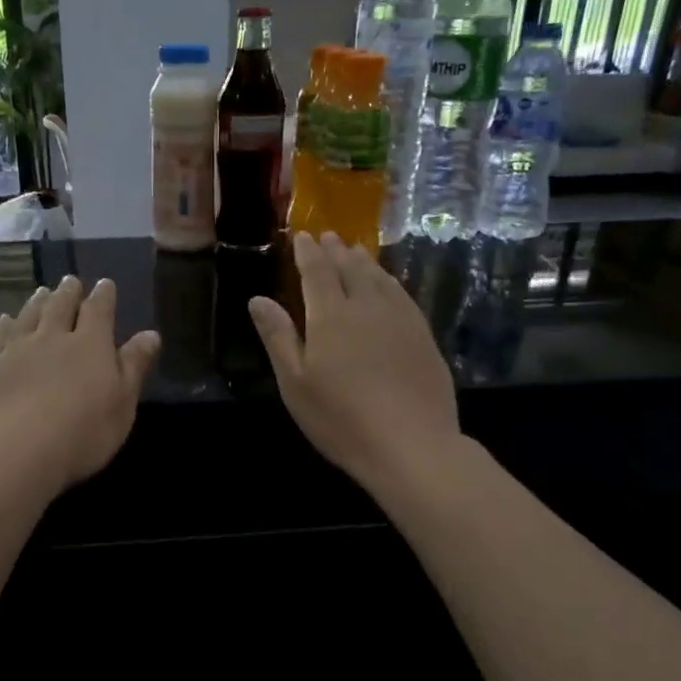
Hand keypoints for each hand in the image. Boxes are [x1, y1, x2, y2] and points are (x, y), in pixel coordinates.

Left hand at [0, 275, 161, 493]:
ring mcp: (17, 349)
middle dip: (69, 292)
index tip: (105, 284)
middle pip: (60, 306)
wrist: (14, 450)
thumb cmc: (82, 432)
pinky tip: (5, 320)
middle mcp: (53, 337)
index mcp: (90, 344)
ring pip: (29, 315)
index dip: (103, 296)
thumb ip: (134, 366)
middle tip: (70, 280)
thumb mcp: (122, 403)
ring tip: (42, 291)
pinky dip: (5, 324)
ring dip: (38, 301)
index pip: (99, 311)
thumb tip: (151, 334)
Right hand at [248, 233, 461, 496]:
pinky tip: (388, 284)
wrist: (411, 444)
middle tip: (329, 236)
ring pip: (379, 278)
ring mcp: (400, 318)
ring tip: (355, 251)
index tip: (302, 236)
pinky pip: (402, 294)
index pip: (317, 272)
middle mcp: (366, 306)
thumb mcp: (295, 383)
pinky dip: (389, 280)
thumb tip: (257, 299)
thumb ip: (278, 337)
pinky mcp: (423, 335)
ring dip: (364, 261)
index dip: (308, 252)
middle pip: (350, 268)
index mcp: (330, 315)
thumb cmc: (341, 419)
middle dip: (336, 250)